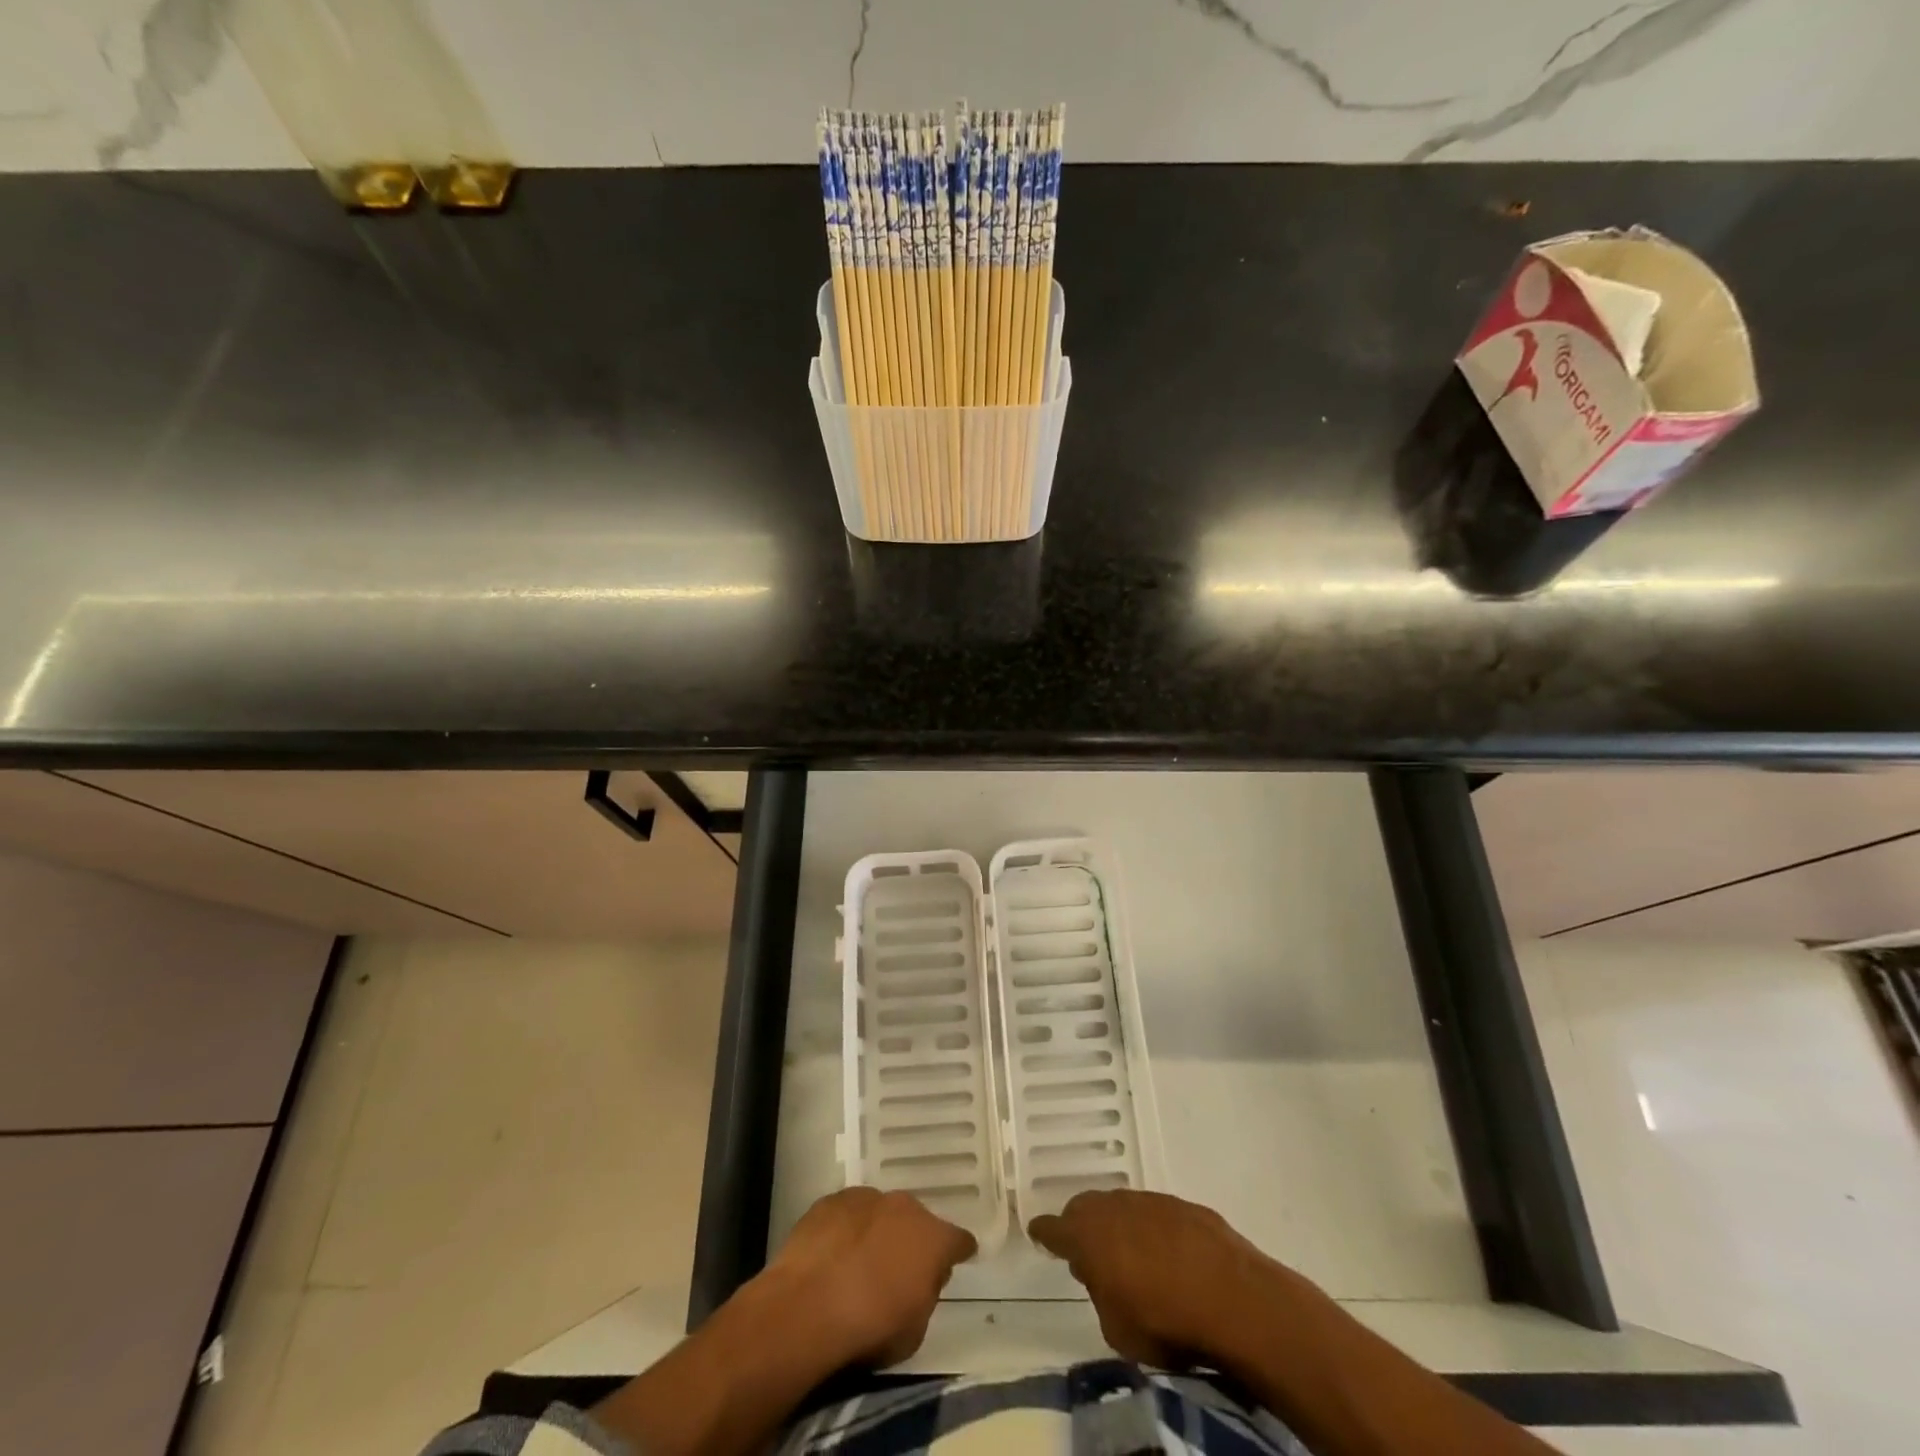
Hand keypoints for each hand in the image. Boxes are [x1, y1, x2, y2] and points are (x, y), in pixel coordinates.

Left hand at [760, 1187, 976, 1367]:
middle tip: (898, 1269)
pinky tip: (833, 1254)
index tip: (958, 1259)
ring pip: (880, 1213)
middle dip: (911, 1240)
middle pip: (916, 1222)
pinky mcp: (831, 1200)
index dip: (958, 1251)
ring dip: (876, 1232)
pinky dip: (846, 1230)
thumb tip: (922, 1278)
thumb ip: (926, 1294)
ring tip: (860, 1262)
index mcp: (933, 1238)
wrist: (808, 1306)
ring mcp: (866, 1197)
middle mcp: (905, 1207)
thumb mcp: (915, 1330)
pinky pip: (848, 1214)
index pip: (958, 1240)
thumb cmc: (870, 1326)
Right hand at [1029, 1190, 1309, 1368]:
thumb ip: (1101, 1295)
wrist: (1235, 1299)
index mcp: (1089, 1236)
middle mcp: (1115, 1207)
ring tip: (1129, 1255)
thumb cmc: (1166, 1322)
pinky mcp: (1185, 1206)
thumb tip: (1103, 1276)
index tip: (1037, 1232)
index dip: (1044, 1232)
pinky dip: (1153, 1230)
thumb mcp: (1118, 1329)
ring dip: (1120, 1226)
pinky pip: (1156, 1213)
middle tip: (1086, 1251)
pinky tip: (1167, 1256)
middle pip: (1086, 1208)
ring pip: (1123, 1207)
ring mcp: (1152, 1201)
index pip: (1054, 1229)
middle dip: (1082, 1225)